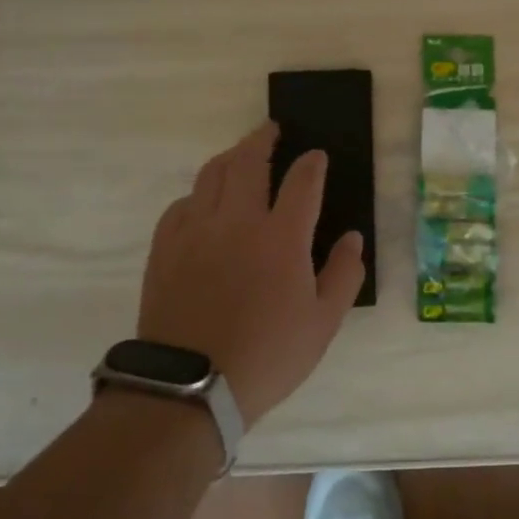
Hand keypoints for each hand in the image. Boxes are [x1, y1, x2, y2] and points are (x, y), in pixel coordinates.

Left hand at [137, 121, 365, 426]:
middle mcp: (238, 221)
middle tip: (272, 129)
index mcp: (281, 237)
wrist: (191, 388)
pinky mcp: (166, 249)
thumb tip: (353, 237)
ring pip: (211, 175)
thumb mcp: (323, 323)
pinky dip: (198, 194)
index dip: (313, 164)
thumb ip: (344, 274)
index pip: (303, 182)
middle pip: (249, 162)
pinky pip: (181, 205)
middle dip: (263, 139)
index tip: (317, 156)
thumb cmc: (268, 355)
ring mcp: (196, 231)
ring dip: (230, 157)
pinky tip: (204, 201)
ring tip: (240, 154)